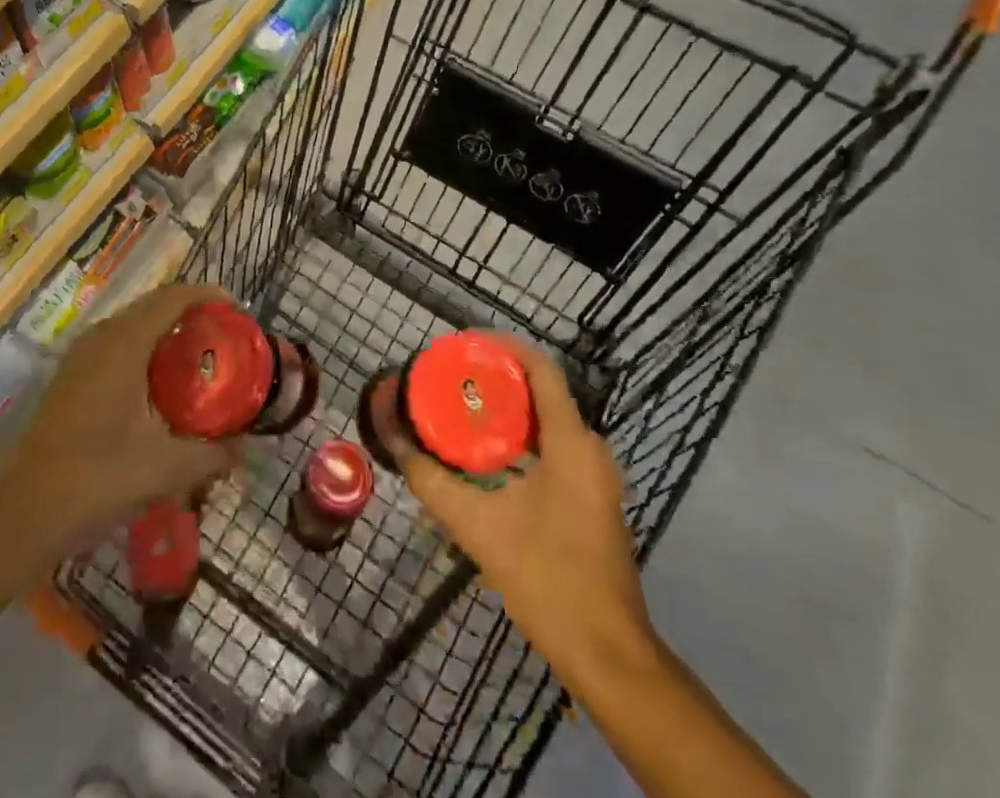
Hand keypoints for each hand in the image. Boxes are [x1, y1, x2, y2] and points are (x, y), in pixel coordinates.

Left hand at [0, 283, 234, 555]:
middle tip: (223, 335)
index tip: (237, 309)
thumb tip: (244, 449)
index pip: (171, 298)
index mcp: (124, 343)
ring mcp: (81, 357)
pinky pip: (117, 345)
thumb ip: (211, 455)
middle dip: (190, 313)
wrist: (22, 514)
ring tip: (198, 356)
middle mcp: (101, 338)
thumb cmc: (97, 479)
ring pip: (132, 326)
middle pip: (152, 306)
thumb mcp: (165, 469)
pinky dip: (145, 350)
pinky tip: (160, 386)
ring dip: (165, 332)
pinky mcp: (71, 378)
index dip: (206, 295)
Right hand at [399, 338, 656, 674]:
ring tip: (459, 405)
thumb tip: (392, 439)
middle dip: (495, 376)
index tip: (462, 344)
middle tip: (450, 376)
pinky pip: (553, 444)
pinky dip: (519, 435)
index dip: (502, 346)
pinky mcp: (590, 495)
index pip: (540, 368)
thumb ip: (431, 481)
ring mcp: (594, 474)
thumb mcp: (478, 526)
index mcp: (572, 442)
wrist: (606, 654)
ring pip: (546, 419)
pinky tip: (484, 450)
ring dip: (506, 407)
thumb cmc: (547, 579)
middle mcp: (589, 448)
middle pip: (541, 390)